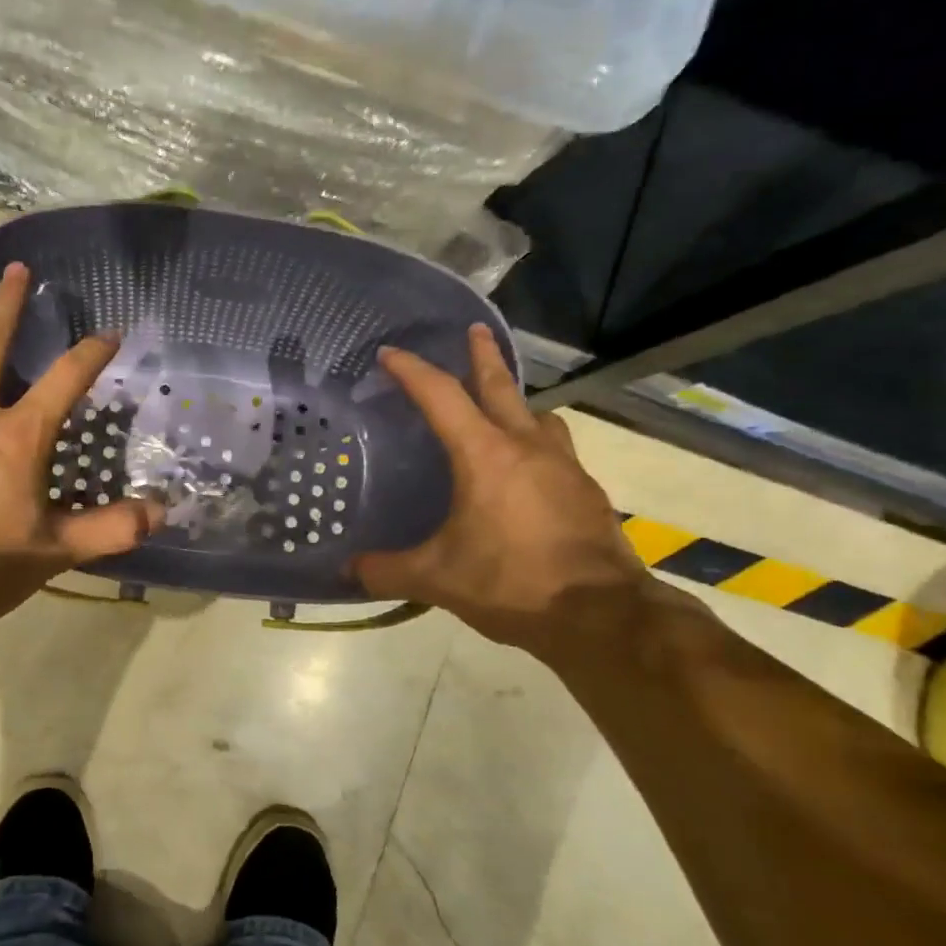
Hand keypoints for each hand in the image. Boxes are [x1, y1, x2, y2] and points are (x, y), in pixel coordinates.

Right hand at [352, 325, 656, 651]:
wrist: (599, 614)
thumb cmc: (511, 583)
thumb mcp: (437, 579)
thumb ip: (387, 570)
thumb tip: (347, 570)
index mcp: (485, 455)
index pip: (441, 396)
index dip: (412, 371)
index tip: (390, 353)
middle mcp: (527, 447)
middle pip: (501, 387)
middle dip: (483, 356)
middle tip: (474, 331)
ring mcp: (565, 466)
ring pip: (538, 417)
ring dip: (518, 403)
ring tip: (505, 409)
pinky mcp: (587, 491)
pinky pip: (558, 452)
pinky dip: (538, 446)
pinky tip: (531, 473)